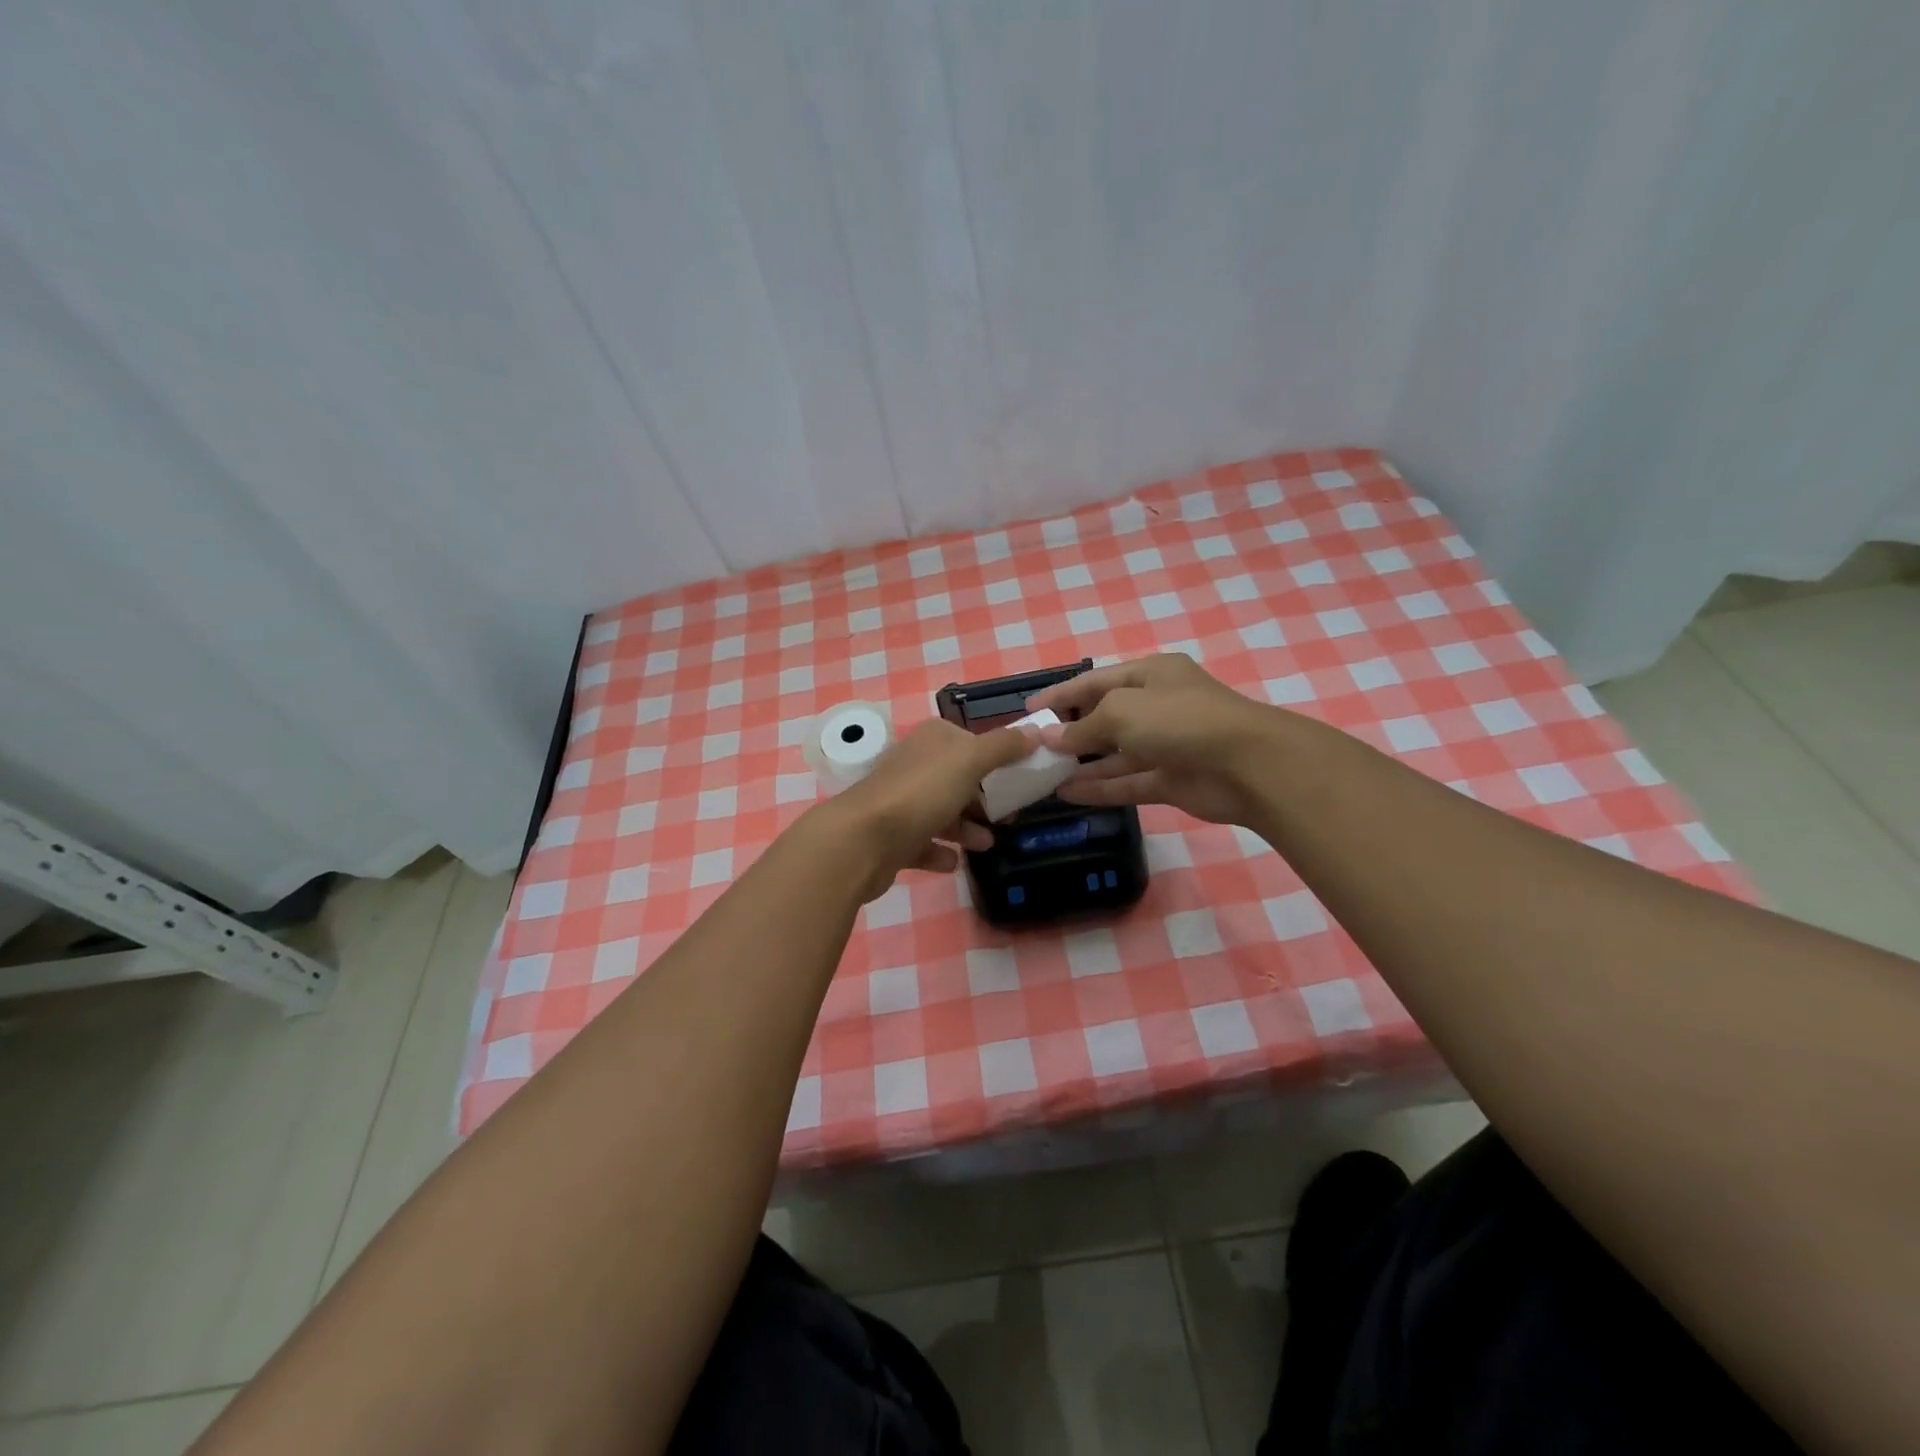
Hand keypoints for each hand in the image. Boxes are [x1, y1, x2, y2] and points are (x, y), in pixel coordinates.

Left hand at [812, 718, 1037, 901]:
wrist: (863, 840)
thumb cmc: (921, 793)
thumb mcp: (970, 760)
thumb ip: (1004, 746)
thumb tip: (1036, 731)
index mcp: (932, 741)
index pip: (969, 742)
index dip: (996, 757)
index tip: (1022, 777)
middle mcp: (914, 766)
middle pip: (957, 779)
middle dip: (984, 797)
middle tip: (1011, 816)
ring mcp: (900, 802)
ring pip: (941, 812)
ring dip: (966, 828)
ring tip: (987, 844)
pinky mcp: (891, 838)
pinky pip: (922, 844)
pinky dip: (940, 852)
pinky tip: (954, 862)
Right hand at [1025, 654, 1277, 824]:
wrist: (1246, 765)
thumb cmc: (1179, 720)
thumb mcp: (1121, 712)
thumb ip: (1082, 727)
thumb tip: (1049, 739)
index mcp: (1150, 675)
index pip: (1095, 681)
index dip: (1061, 695)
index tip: (1029, 712)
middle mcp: (1158, 706)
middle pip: (1105, 717)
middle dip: (1071, 732)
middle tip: (1034, 749)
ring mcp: (1166, 745)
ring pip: (1115, 754)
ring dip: (1082, 764)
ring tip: (1044, 775)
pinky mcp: (1171, 780)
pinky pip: (1128, 782)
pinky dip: (1100, 787)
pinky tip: (1068, 794)